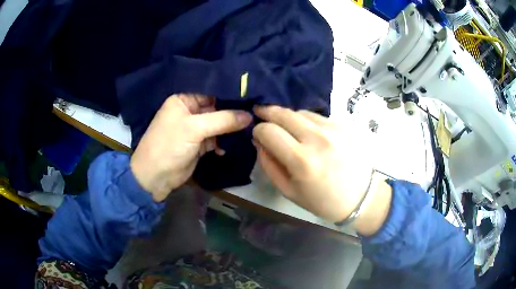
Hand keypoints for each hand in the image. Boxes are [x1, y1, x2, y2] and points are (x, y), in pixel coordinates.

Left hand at [131, 94, 251, 200]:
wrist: (156, 177)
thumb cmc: (169, 145)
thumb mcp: (194, 128)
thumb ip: (223, 120)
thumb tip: (250, 115)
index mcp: (184, 99)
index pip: (211, 90)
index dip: (230, 93)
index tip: (252, 94)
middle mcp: (190, 110)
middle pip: (217, 107)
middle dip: (234, 111)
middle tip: (256, 111)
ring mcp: (195, 128)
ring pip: (219, 123)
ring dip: (231, 128)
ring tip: (250, 128)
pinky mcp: (200, 143)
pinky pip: (217, 138)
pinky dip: (224, 142)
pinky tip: (230, 147)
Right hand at [253, 106, 390, 233]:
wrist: (362, 197)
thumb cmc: (324, 201)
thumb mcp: (289, 192)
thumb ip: (269, 165)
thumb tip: (259, 142)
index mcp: (302, 160)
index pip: (268, 131)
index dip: (258, 130)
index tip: (257, 134)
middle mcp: (317, 138)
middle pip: (283, 113)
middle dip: (267, 112)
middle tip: (261, 113)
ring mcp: (333, 128)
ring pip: (301, 112)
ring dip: (289, 117)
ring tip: (288, 128)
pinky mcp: (345, 124)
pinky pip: (318, 116)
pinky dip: (308, 121)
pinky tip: (311, 133)